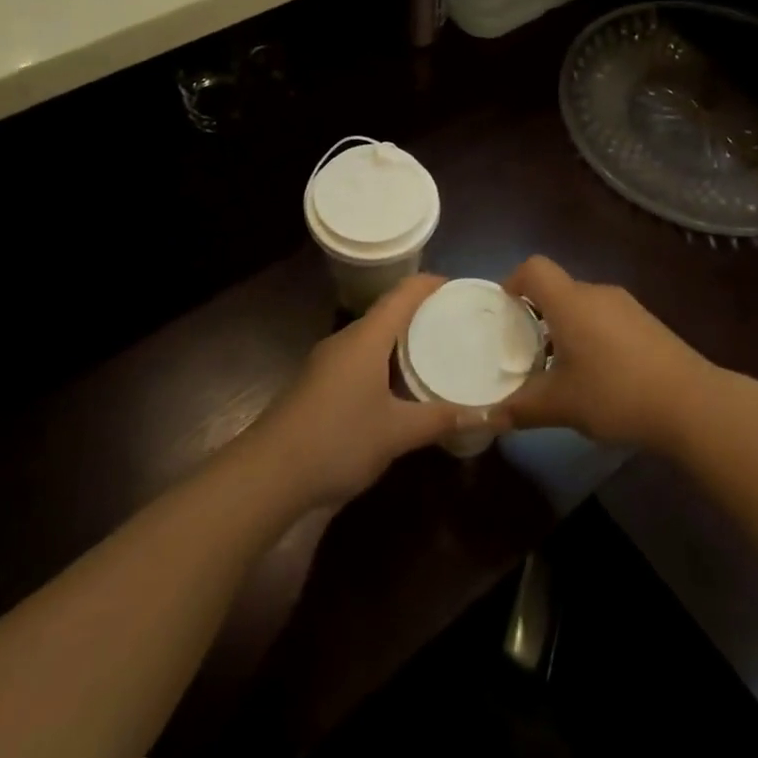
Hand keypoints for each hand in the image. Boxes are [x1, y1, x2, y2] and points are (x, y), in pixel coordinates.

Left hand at [250, 275, 490, 508]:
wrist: (267, 474)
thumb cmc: (337, 440)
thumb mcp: (396, 433)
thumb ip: (440, 419)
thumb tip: (490, 414)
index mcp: (366, 338)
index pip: (404, 294)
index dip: (432, 284)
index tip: (462, 288)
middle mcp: (346, 340)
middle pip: (388, 312)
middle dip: (423, 312)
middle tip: (459, 323)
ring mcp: (328, 362)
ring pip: (373, 338)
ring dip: (403, 339)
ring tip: (438, 350)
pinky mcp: (318, 384)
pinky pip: (360, 358)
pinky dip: (385, 360)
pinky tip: (400, 386)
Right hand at [502, 256, 710, 450]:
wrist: (691, 403)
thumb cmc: (615, 393)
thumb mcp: (561, 406)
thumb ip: (520, 408)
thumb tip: (489, 418)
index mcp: (570, 302)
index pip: (534, 268)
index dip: (513, 281)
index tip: (504, 311)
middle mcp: (597, 294)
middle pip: (558, 289)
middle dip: (538, 314)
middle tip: (526, 350)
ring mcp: (627, 307)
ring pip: (584, 306)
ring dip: (567, 328)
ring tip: (561, 368)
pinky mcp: (648, 324)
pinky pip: (607, 319)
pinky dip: (593, 336)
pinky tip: (599, 376)